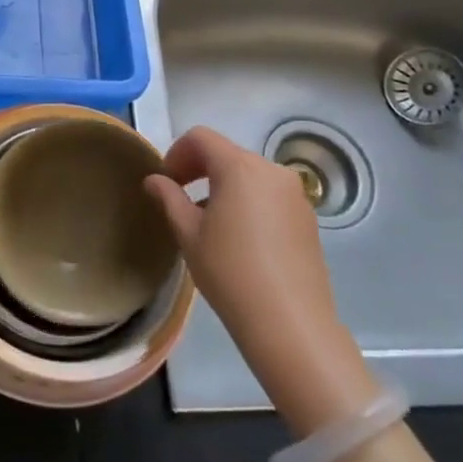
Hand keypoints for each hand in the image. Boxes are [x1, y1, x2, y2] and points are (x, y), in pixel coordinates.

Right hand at [145, 127, 377, 431]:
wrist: (290, 323)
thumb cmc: (230, 272)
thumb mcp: (189, 234)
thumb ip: (169, 198)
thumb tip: (155, 180)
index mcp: (239, 166)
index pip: (201, 138)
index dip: (177, 153)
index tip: (166, 181)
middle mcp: (271, 170)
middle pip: (227, 154)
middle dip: (200, 169)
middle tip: (180, 199)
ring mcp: (295, 193)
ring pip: (250, 175)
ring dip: (224, 186)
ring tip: (209, 222)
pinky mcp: (308, 217)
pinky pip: (270, 195)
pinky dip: (249, 202)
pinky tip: (240, 238)